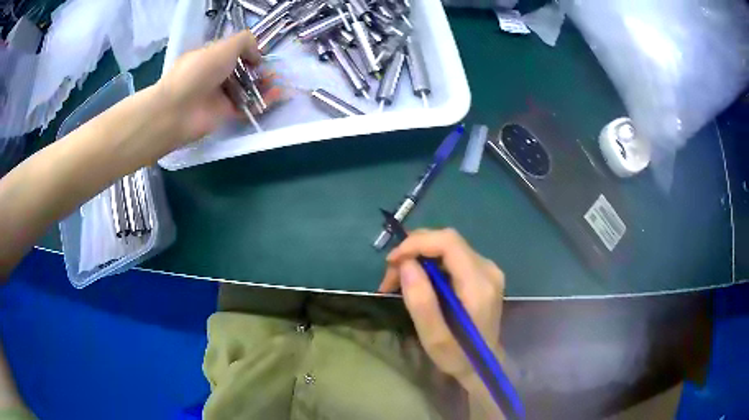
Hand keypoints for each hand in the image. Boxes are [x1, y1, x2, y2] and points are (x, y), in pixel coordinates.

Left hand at [155, 30, 281, 149]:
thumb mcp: (224, 46)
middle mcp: (213, 75)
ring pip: (245, 89)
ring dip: (263, 84)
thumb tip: (257, 55)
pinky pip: (246, 106)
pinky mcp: (224, 114)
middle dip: (258, 70)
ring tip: (278, 83)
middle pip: (240, 71)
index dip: (247, 52)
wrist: (178, 110)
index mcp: (209, 57)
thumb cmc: (199, 71)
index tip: (260, 55)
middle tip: (272, 72)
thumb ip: (245, 42)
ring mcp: (218, 96)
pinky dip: (262, 101)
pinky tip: (277, 95)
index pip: (231, 52)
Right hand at [379, 229, 504, 387]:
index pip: (449, 242)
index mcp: (479, 284)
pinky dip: (430, 263)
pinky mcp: (483, 273)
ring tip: (397, 281)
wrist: (483, 365)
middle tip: (390, 277)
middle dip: (414, 251)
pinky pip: (452, 256)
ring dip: (419, 257)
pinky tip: (417, 281)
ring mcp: (487, 270)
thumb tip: (406, 264)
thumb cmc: (458, 356)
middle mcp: (487, 270)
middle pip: (447, 241)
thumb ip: (421, 302)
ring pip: (448, 246)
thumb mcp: (434, 338)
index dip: (417, 243)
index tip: (392, 261)